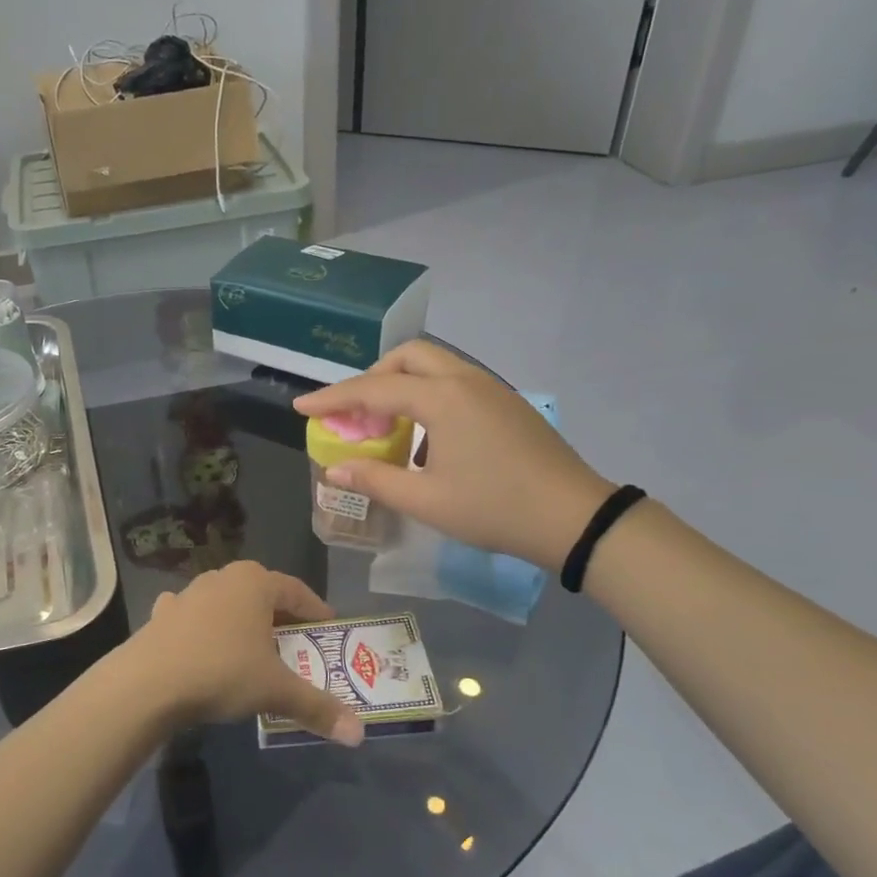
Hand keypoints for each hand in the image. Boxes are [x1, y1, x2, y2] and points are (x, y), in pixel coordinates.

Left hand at [129, 562, 363, 746]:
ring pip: (227, 604)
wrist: (148, 682)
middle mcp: (222, 578)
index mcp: (255, 582)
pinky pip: (193, 616)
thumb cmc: (222, 672)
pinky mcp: (162, 613)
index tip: (328, 630)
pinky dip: (204, 629)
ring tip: (252, 651)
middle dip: (280, 619)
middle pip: (262, 595)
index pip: (297, 591)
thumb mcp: (275, 691)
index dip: (316, 611)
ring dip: (242, 622)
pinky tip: (204, 646)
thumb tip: (359, 734)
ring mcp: (188, 593)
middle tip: (296, 646)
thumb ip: (318, 707)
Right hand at [294, 341, 613, 569]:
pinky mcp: (506, 403)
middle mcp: (464, 381)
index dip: (332, 399)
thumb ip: (375, 480)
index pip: (373, 390)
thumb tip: (334, 469)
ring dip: (401, 385)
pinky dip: (428, 395)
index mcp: (442, 399)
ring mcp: (490, 389)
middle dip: (372, 378)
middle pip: (407, 358)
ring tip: (386, 426)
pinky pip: (455, 382)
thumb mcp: (426, 501)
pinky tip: (427, 437)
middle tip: (355, 414)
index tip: (301, 406)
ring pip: (434, 366)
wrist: (575, 518)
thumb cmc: (495, 508)